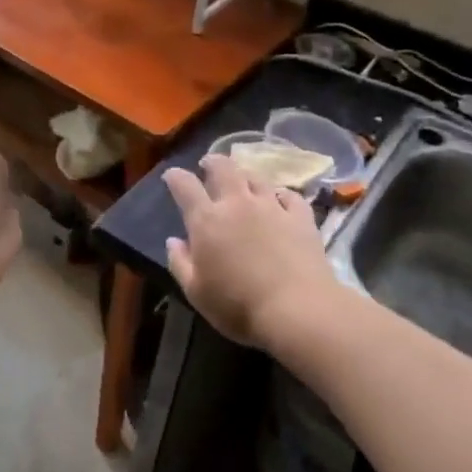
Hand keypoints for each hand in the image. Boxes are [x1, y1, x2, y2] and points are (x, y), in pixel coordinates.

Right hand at [163, 155, 338, 350]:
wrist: (297, 309)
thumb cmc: (238, 306)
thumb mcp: (196, 292)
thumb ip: (180, 263)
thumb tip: (173, 241)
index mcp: (207, 220)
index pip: (185, 186)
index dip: (175, 177)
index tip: (171, 175)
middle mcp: (237, 204)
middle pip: (223, 169)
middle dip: (213, 162)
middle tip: (208, 164)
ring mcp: (272, 207)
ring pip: (256, 178)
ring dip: (245, 175)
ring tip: (243, 180)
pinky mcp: (300, 217)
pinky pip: (290, 196)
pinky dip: (281, 194)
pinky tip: (280, 200)